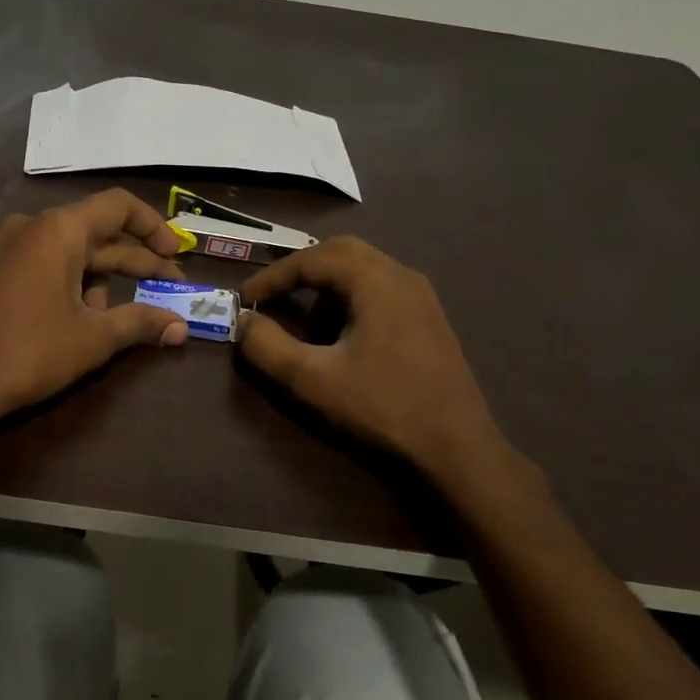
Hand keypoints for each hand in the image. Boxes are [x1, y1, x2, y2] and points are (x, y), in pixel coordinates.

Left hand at [0, 189, 190, 428]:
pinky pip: (50, 266)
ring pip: (76, 253)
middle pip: (101, 232)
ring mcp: (12, 249)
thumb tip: (181, 328)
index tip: (177, 255)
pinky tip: (87, 319)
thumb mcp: (94, 338)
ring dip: (107, 279)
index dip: (154, 227)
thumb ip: (142, 323)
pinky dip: (77, 284)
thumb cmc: (31, 351)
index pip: (119, 206)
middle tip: (172, 287)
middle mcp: (35, 228)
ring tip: (126, 315)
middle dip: (138, 261)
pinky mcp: (1, 273)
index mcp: (60, 230)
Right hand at [238, 237, 515, 482]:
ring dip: (327, 286)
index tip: (245, 299)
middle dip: (301, 271)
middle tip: (273, 296)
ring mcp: (422, 297)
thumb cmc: (382, 407)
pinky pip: (381, 290)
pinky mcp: (430, 319)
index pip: (313, 259)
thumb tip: (243, 321)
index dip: (273, 276)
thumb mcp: (313, 380)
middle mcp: (402, 276)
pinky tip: (344, 338)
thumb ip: (268, 347)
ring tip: (307, 325)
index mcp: (376, 281)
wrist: (456, 447)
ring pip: (364, 270)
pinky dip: (351, 299)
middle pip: (341, 252)